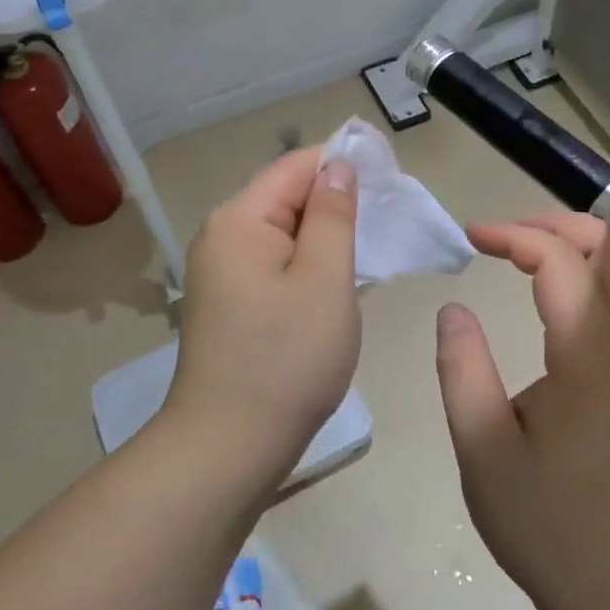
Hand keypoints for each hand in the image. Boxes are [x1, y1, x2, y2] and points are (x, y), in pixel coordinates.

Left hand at [165, 147, 360, 485]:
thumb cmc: (286, 358)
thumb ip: (333, 214)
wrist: (228, 447)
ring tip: (367, 249)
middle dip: (334, 201)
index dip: (342, 162)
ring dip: (323, 235)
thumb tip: (337, 166)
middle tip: (386, 221)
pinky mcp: (227, 302)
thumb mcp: (324, 278)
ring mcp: (219, 272)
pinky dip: (305, 263)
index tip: (390, 176)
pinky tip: (332, 281)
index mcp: (239, 219)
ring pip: (282, 232)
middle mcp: (221, 236)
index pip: (296, 166)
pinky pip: (273, 262)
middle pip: (286, 196)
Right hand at [436, 213, 609, 609]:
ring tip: (535, 254)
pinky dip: (606, 271)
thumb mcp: (482, 449)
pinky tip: (568, 292)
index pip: (560, 260)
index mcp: (589, 354)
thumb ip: (462, 369)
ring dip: (588, 244)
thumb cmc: (546, 522)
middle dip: (559, 224)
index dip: (513, 235)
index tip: (471, 238)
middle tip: (507, 236)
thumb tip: (454, 308)